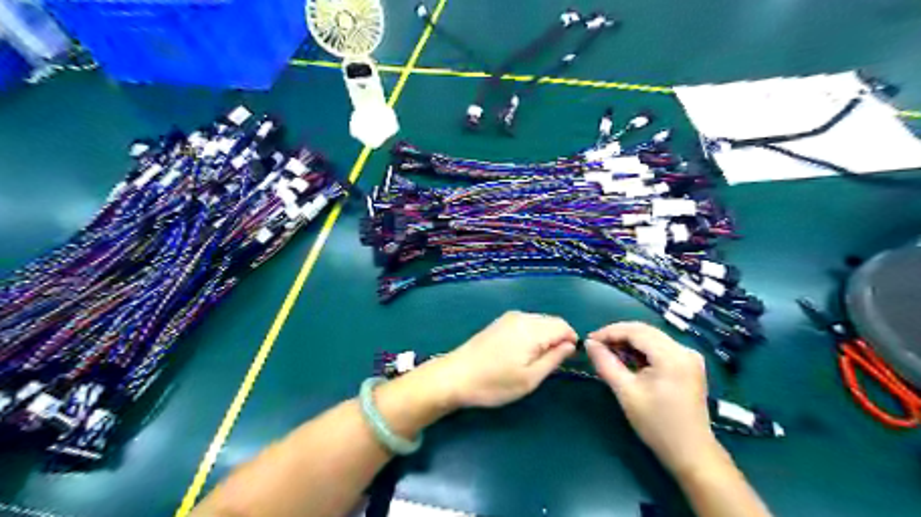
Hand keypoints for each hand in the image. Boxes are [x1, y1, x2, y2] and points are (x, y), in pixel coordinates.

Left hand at [431, 309, 572, 410]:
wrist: (455, 376)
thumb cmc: (494, 383)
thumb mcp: (529, 378)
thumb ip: (554, 359)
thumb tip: (570, 345)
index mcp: (531, 329)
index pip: (563, 326)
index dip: (571, 341)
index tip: (568, 361)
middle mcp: (521, 317)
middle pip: (551, 321)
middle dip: (558, 339)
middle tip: (550, 364)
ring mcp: (508, 318)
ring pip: (539, 322)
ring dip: (545, 337)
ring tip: (535, 361)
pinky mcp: (499, 323)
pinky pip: (525, 324)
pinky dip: (532, 335)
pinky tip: (522, 354)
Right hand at [582, 322, 727, 476]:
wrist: (690, 452)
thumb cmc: (656, 424)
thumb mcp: (626, 392)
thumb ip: (606, 364)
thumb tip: (589, 344)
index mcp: (672, 356)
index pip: (635, 331)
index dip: (609, 332)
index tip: (588, 340)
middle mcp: (684, 350)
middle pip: (645, 331)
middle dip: (618, 335)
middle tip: (595, 345)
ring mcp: (689, 356)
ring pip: (652, 337)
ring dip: (628, 341)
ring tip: (607, 351)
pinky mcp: (689, 364)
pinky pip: (660, 347)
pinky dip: (641, 349)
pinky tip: (627, 358)